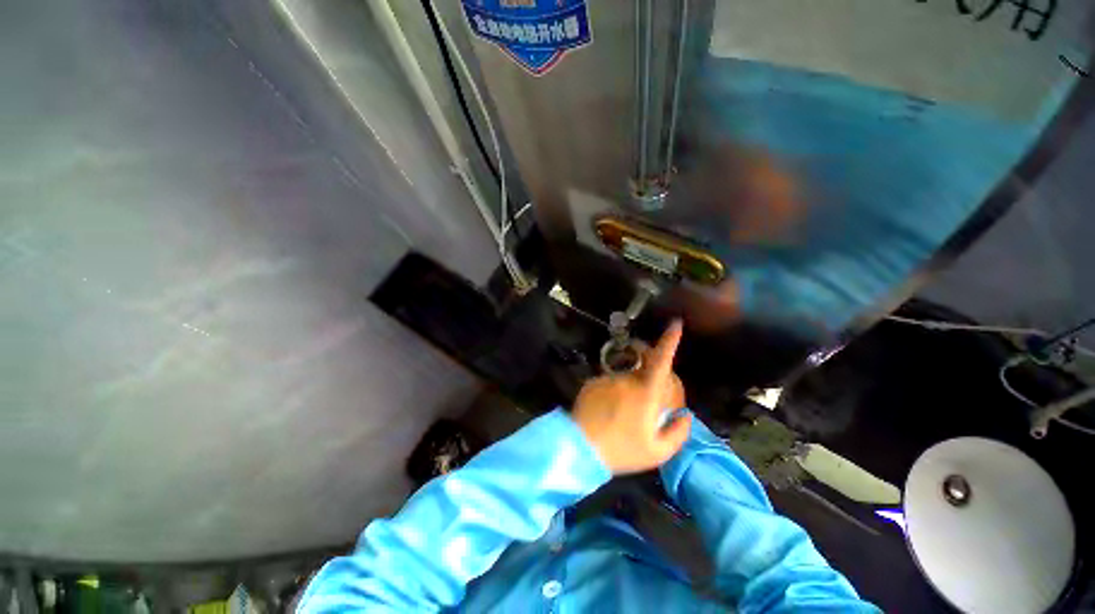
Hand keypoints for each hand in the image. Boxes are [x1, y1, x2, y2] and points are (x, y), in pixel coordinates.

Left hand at [572, 321, 691, 474]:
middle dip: (648, 383)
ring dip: (628, 392)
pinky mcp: (592, 382)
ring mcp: (606, 379)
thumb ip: (677, 432)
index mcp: (645, 392)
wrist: (579, 448)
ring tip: (620, 417)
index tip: (675, 324)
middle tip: (643, 410)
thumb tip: (684, 415)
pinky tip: (606, 414)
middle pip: (643, 372)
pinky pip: (609, 384)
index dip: (669, 341)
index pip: (661, 360)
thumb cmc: (621, 451)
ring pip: (625, 380)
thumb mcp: (657, 452)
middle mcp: (625, 379)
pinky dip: (612, 394)